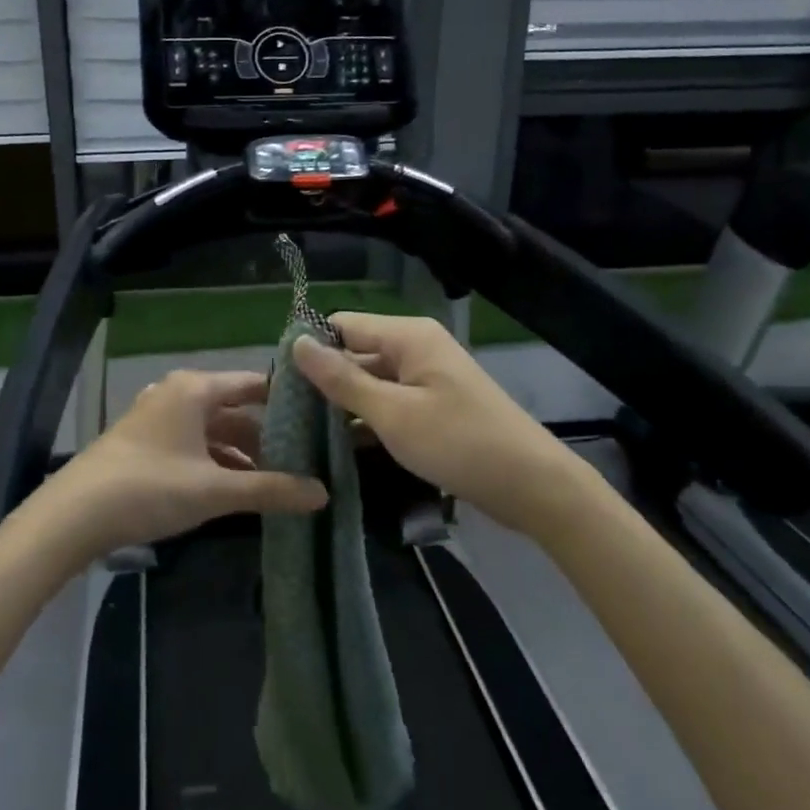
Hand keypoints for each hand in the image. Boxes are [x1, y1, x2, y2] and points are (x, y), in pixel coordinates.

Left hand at [32, 369, 328, 559]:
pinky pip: (192, 443)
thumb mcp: (215, 490)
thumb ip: (271, 489)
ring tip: (275, 480)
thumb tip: (323, 493)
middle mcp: (177, 394)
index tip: (320, 420)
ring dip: (241, 453)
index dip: (286, 401)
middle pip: (234, 409)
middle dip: (266, 436)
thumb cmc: (150, 487)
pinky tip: (233, 489)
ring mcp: (157, 418)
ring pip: (212, 430)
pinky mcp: (144, 442)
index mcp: (195, 389)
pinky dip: (215, 462)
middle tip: (304, 460)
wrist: (73, 515)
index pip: (254, 384)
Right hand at [293, 313, 578, 530]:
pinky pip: (389, 401)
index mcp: (408, 336)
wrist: (532, 485)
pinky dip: (367, 418)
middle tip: (285, 414)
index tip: (278, 382)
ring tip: (302, 431)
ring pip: (371, 380)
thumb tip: (297, 343)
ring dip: (343, 403)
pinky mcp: (433, 405)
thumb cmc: (459, 443)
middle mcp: (416, 347)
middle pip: (356, 352)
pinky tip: (338, 443)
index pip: (342, 325)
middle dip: (324, 379)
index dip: (311, 348)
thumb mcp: (392, 414)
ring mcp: (427, 377)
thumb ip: (342, 379)